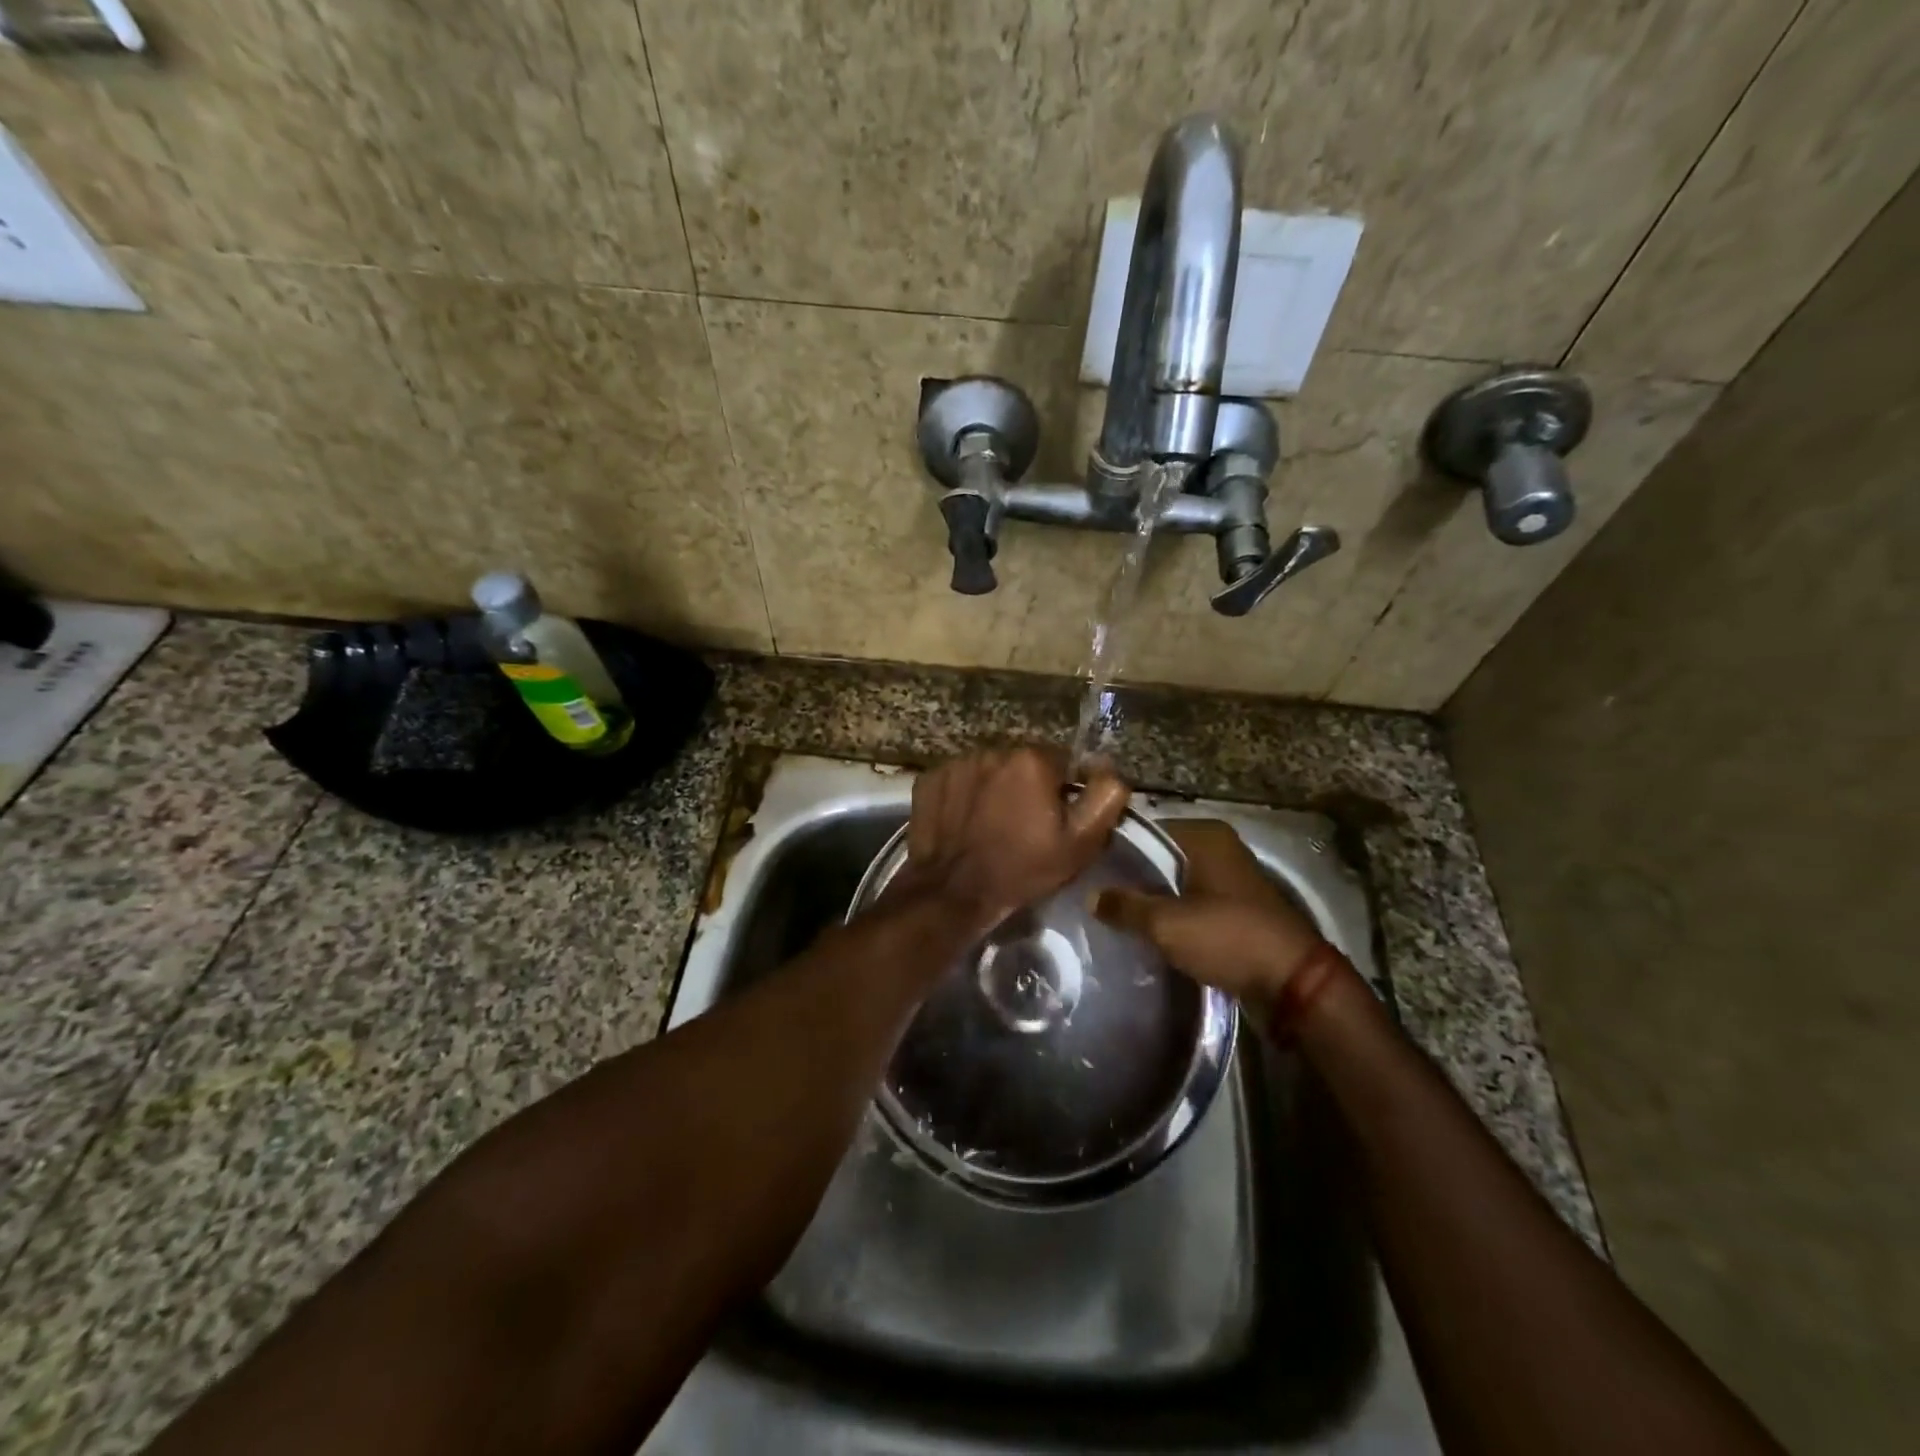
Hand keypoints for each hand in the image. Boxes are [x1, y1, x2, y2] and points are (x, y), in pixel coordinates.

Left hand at [897, 747, 1130, 938]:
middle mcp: (993, 750)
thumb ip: (1105, 797)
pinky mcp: (930, 779)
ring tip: (991, 825)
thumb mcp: (1080, 843)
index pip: (1062, 762)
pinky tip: (965, 823)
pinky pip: (958, 780)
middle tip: (1023, 825)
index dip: (1063, 792)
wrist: (952, 892)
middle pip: (1023, 764)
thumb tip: (1109, 769)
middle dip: (1027, 787)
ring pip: (990, 771)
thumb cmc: (1022, 868)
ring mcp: (957, 763)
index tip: (1055, 820)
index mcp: (1032, 760)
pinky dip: (964, 795)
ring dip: (995, 789)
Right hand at [1093, 820, 1323, 1003]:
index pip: (1146, 830)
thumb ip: (1125, 906)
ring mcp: (1230, 878)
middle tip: (1095, 892)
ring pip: (1176, 881)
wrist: (1292, 983)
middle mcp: (1219, 848)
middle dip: (1132, 875)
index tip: (1087, 867)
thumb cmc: (1228, 937)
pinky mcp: (1236, 908)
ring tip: (1113, 913)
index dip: (1116, 848)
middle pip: (1161, 856)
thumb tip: (1091, 896)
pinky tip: (1146, 930)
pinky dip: (1172, 914)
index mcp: (1205, 835)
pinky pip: (1192, 902)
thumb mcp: (1166, 923)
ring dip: (1152, 898)